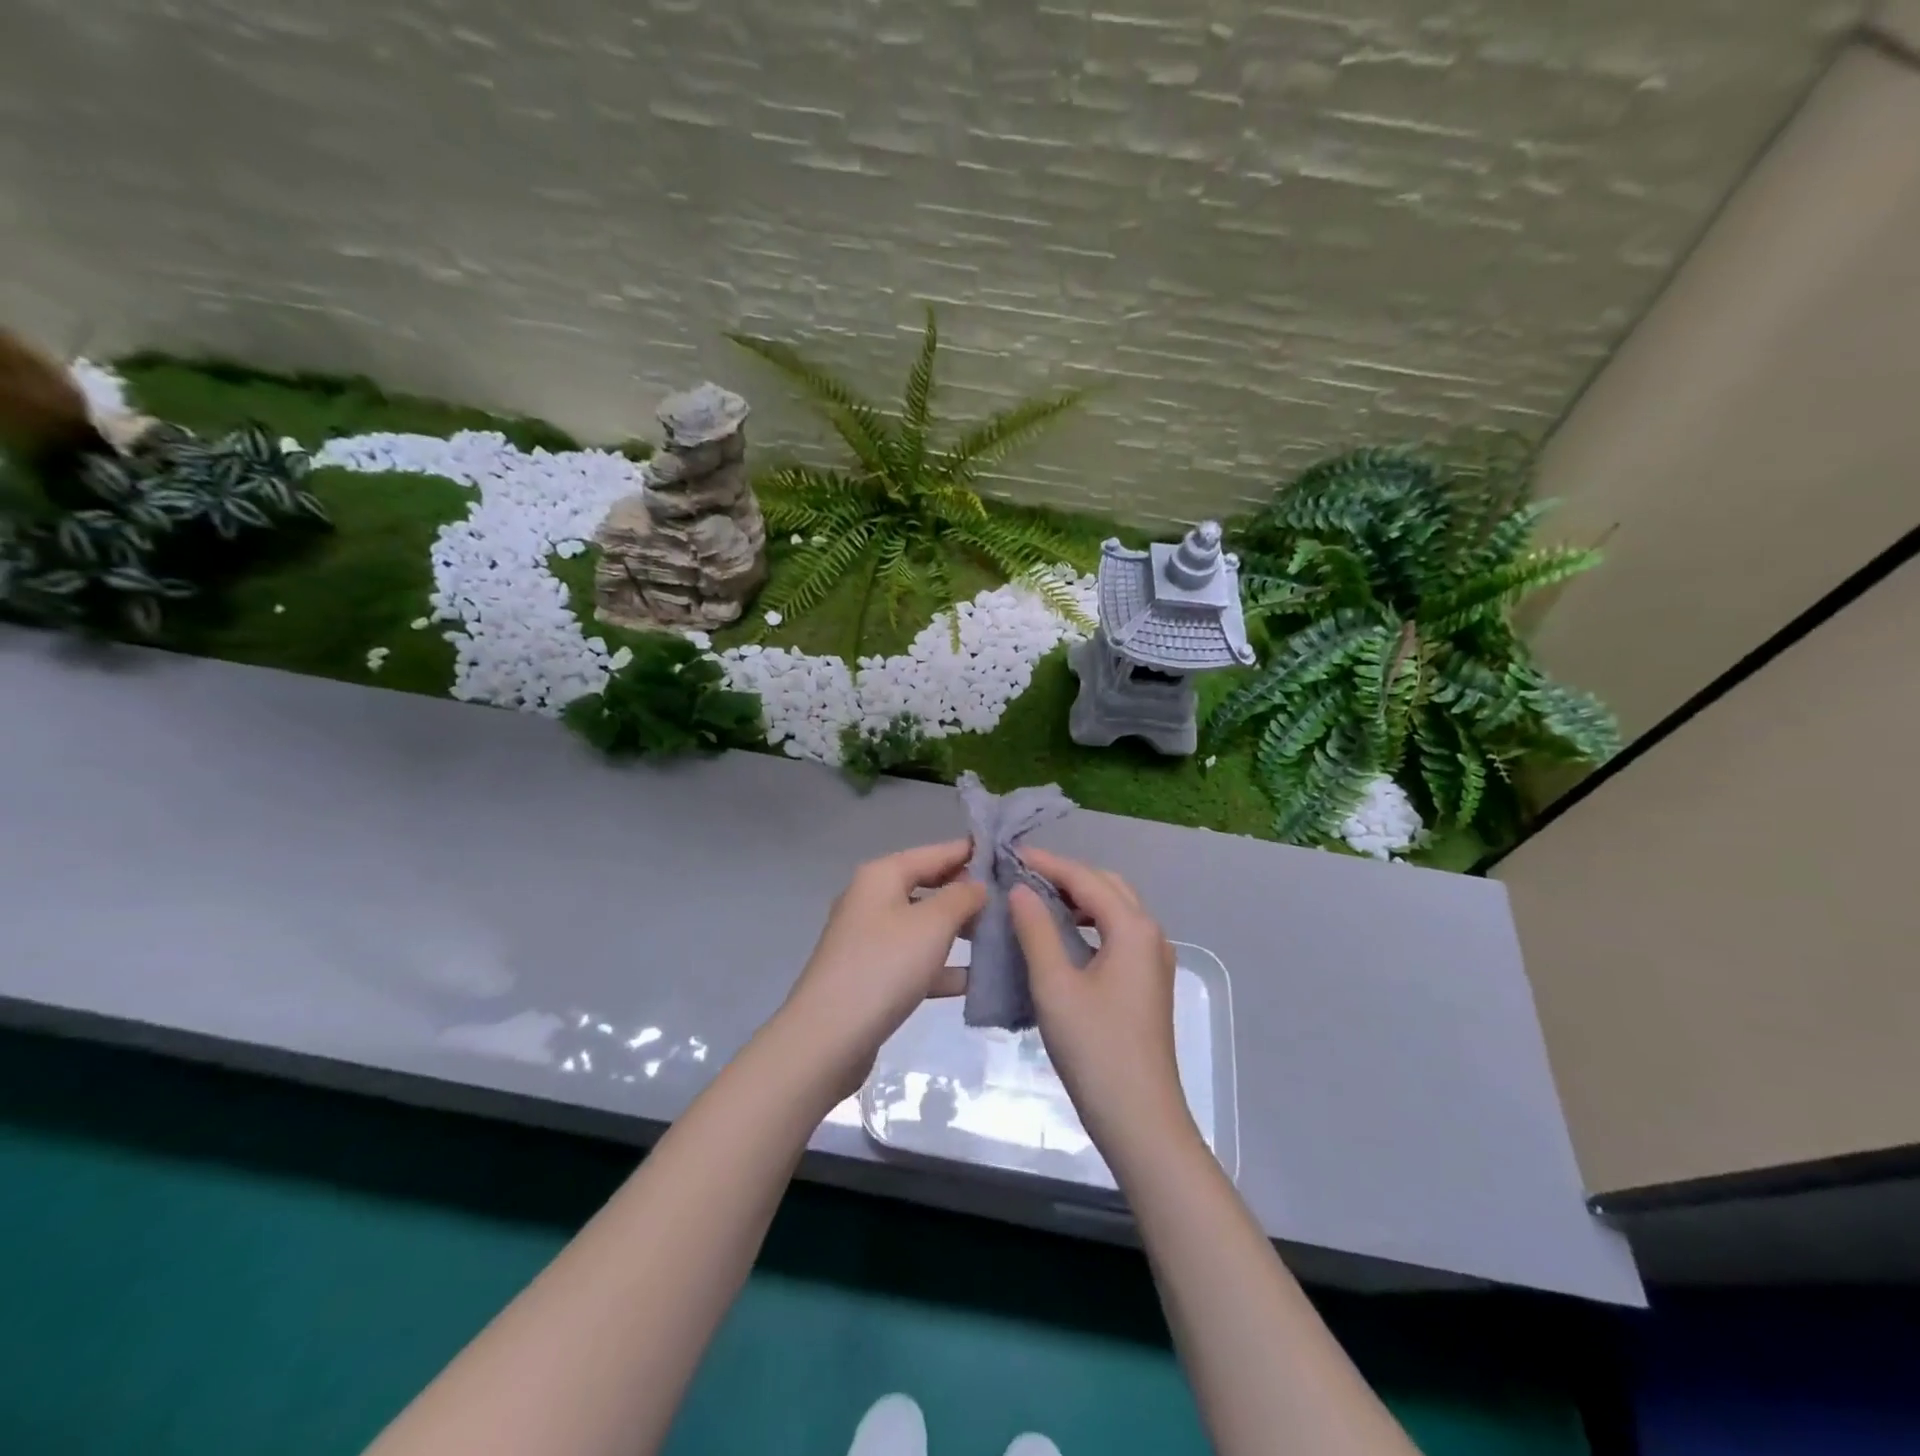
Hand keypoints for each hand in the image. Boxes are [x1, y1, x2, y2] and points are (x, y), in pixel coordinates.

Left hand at [777, 839, 987, 1102]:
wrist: (828, 1038)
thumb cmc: (884, 967)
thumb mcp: (933, 924)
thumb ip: (962, 897)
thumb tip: (978, 884)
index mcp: (882, 876)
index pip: (936, 852)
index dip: (972, 852)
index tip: (1011, 855)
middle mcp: (873, 899)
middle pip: (930, 887)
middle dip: (969, 894)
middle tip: (1014, 901)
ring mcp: (871, 939)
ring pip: (925, 926)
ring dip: (960, 931)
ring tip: (1003, 937)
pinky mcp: (873, 975)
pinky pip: (916, 960)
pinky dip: (943, 966)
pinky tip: (977, 980)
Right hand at [1010, 849, 1193, 1161]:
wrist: (1140, 1119)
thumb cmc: (1095, 1049)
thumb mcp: (1055, 985)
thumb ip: (1036, 930)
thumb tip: (1021, 889)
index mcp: (1133, 928)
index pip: (1086, 879)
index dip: (1047, 863)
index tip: (1010, 855)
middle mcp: (1151, 935)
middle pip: (1107, 887)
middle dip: (1066, 875)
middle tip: (1022, 875)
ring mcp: (1154, 961)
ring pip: (1115, 911)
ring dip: (1079, 899)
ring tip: (1036, 900)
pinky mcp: (1148, 983)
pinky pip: (1117, 935)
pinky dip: (1089, 924)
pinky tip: (1061, 938)